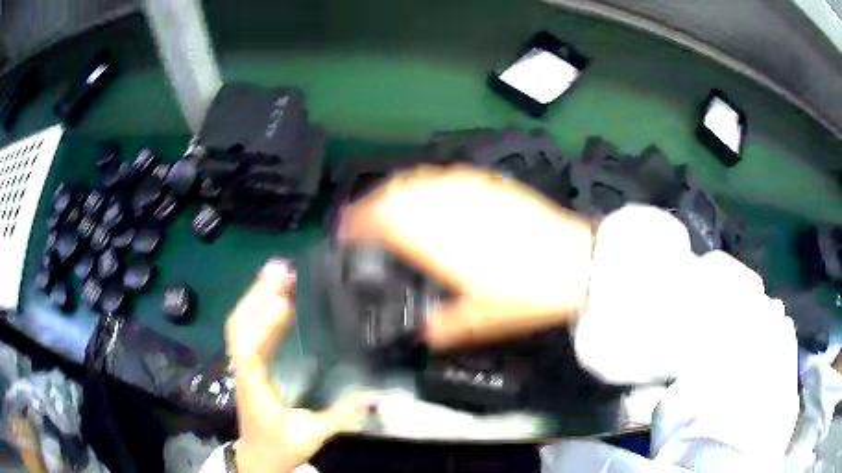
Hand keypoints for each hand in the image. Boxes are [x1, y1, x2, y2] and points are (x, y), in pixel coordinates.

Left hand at [226, 260, 374, 472]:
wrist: (258, 458)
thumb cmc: (280, 447)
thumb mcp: (312, 437)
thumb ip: (340, 417)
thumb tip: (371, 395)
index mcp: (254, 387)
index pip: (250, 351)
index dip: (263, 325)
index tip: (284, 301)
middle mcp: (243, 370)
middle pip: (239, 326)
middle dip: (256, 294)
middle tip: (281, 269)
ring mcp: (242, 365)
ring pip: (239, 324)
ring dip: (255, 295)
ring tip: (278, 272)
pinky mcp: (248, 364)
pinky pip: (246, 330)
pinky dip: (257, 309)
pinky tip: (275, 298)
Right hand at [338, 166, 593, 348]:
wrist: (575, 262)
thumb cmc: (525, 294)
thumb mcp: (480, 320)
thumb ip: (444, 328)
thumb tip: (425, 332)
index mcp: (434, 238)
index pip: (381, 220)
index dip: (356, 222)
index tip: (343, 230)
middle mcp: (445, 206)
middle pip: (395, 192)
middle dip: (371, 204)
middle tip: (362, 220)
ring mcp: (469, 190)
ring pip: (419, 179)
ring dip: (396, 191)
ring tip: (391, 207)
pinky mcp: (491, 184)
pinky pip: (446, 176)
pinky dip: (427, 184)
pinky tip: (432, 196)